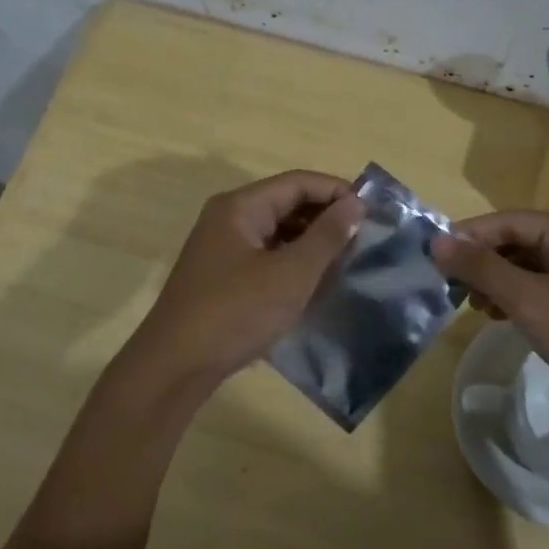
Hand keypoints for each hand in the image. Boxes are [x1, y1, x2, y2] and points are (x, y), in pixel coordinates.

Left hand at [121, 170, 363, 394]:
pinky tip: (315, 283)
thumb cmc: (236, 313)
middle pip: (286, 203)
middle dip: (326, 218)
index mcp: (241, 207)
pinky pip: (266, 256)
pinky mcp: (223, 277)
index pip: (298, 182)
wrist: (175, 366)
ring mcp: (222, 249)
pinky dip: (292, 263)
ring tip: (347, 261)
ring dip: (311, 243)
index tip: (373, 212)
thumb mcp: (291, 274)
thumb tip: (354, 202)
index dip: (337, 191)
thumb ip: (326, 236)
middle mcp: (228, 219)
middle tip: (365, 239)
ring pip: (277, 232)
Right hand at [431, 210, 548, 429]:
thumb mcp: (531, 302)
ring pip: (534, 266)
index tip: (434, 260)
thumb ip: (482, 268)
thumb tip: (437, 240)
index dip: (468, 237)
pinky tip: (507, 318)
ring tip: (476, 307)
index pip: (507, 220)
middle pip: (521, 241)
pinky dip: (524, 298)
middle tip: (453, 290)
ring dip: (501, 282)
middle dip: (484, 262)